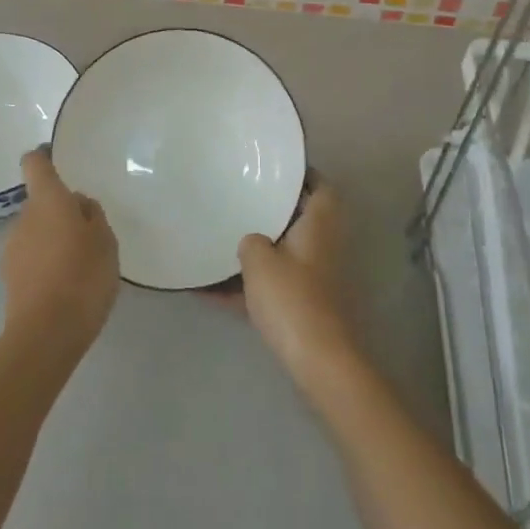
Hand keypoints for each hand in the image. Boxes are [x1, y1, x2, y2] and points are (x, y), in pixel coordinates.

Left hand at [1, 148, 118, 351]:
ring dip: (54, 239)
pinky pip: (32, 258)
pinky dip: (47, 263)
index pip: (35, 164)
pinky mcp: (10, 278)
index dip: (44, 157)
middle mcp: (24, 218)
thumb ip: (92, 216)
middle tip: (89, 233)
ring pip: (36, 231)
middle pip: (40, 202)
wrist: (46, 333)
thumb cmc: (83, 276)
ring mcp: (12, 248)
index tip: (56, 159)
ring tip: (80, 265)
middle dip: (60, 212)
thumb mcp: (105, 241)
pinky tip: (67, 285)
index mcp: (47, 200)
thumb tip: (78, 204)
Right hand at [234, 180, 358, 389]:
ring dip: (256, 251)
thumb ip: (250, 241)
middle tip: (240, 199)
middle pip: (299, 219)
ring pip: (282, 254)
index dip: (302, 175)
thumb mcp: (259, 259)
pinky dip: (246, 287)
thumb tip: (251, 241)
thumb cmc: (291, 297)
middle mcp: (321, 247)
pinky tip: (208, 291)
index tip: (274, 168)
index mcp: (319, 225)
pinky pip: (270, 287)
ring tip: (219, 240)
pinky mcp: (302, 306)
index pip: (320, 187)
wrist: (316, 360)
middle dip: (272, 212)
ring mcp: (314, 278)